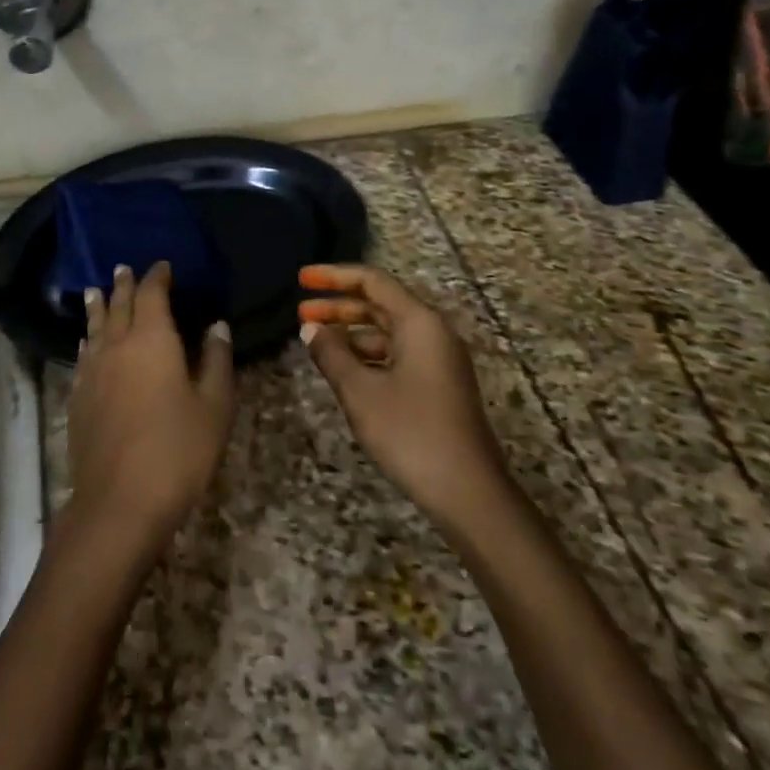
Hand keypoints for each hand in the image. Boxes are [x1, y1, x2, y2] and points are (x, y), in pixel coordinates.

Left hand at [68, 262, 235, 549]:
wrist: (119, 502)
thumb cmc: (177, 450)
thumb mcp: (214, 406)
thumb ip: (215, 360)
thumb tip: (217, 325)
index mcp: (151, 339)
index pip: (152, 294)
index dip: (157, 277)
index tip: (163, 265)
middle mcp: (116, 345)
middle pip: (118, 305)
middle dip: (124, 285)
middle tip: (123, 268)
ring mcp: (92, 371)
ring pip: (95, 327)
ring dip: (98, 306)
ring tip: (95, 291)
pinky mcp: (78, 398)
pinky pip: (83, 355)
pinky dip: (88, 340)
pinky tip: (87, 343)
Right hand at [298, 264, 507, 525]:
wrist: (469, 494)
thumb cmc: (411, 433)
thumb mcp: (360, 391)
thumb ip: (331, 353)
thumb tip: (310, 329)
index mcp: (419, 323)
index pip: (372, 281)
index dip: (334, 275)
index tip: (301, 278)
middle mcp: (433, 333)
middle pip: (380, 304)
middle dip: (338, 305)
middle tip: (300, 312)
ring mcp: (439, 360)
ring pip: (387, 331)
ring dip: (350, 332)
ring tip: (316, 343)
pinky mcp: (438, 386)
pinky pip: (396, 354)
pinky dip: (366, 354)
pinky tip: (344, 370)